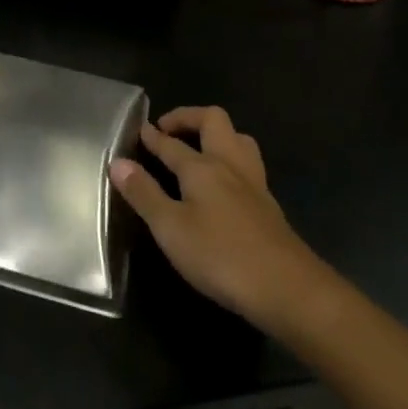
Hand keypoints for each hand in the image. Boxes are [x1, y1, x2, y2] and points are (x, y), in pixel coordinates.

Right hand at [110, 106, 331, 334]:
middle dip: (189, 118)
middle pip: (213, 122)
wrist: (289, 290)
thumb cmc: (221, 256)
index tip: (138, 129)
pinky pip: (248, 166)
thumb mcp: (170, 228)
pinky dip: (230, 161)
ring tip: (198, 149)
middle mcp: (229, 165)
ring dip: (216, 136)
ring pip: (238, 140)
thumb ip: (144, 194)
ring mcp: (254, 184)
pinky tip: (223, 185)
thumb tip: (118, 162)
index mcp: (202, 167)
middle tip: (168, 131)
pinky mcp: (269, 207)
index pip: (170, 143)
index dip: (152, 136)